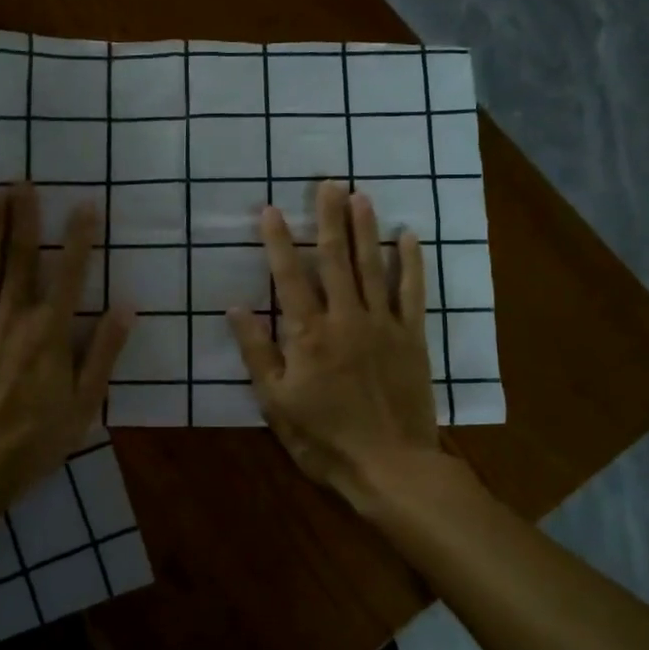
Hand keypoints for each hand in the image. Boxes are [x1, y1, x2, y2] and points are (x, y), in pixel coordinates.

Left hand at [0, 182, 133, 521]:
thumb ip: (104, 350)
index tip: (86, 203)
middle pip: (22, 258)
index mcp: (51, 331)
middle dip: (25, 217)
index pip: (72, 274)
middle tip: (23, 181)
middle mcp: (15, 316)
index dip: (81, 237)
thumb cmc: (37, 437)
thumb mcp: (85, 401)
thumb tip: (127, 306)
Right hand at [228, 180, 438, 512]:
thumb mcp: (276, 403)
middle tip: (326, 183)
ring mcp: (383, 325)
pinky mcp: (412, 337)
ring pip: (372, 267)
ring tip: (360, 195)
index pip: (290, 277)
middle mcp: (346, 318)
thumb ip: (258, 353)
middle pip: (336, 259)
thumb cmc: (325, 438)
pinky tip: (408, 236)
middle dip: (329, 218)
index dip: (279, 242)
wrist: (390, 466)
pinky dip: (410, 263)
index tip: (271, 210)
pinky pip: (412, 293)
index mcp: (308, 334)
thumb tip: (235, 309)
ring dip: (365, 228)